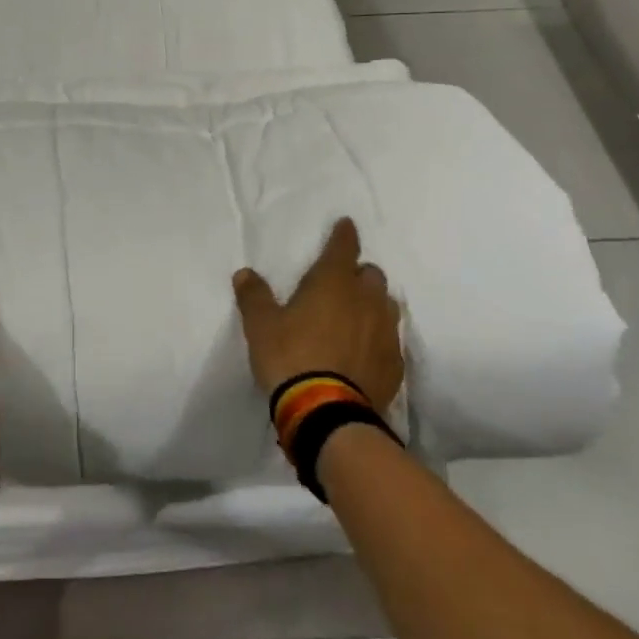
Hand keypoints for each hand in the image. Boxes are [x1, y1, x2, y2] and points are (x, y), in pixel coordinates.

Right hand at [233, 217, 404, 407]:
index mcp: (333, 282)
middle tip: (341, 282)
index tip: (345, 225)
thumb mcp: (260, 325)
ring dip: (373, 303)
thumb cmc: (290, 357)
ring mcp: (385, 333)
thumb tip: (245, 273)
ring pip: (386, 305)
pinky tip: (365, 350)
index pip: (343, 247)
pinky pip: (390, 340)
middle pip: (371, 275)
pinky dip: (378, 337)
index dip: (344, 234)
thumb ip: (254, 296)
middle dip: (358, 273)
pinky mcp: (394, 364)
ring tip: (356, 314)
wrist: (327, 413)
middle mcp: (366, 300)